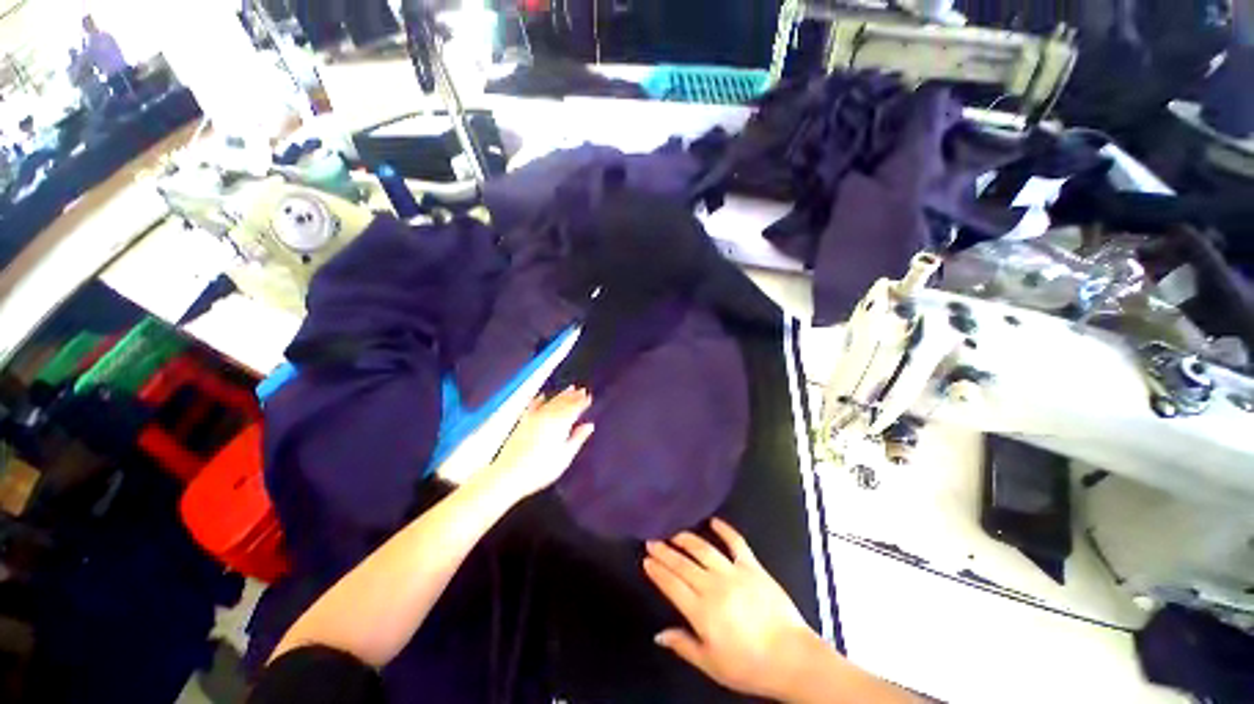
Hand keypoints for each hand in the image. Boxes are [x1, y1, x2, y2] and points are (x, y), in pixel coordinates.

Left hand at [485, 387, 593, 499]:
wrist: (508, 474)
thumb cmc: (540, 469)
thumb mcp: (564, 457)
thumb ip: (577, 439)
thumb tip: (589, 426)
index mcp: (560, 425)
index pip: (574, 409)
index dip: (582, 402)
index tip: (589, 396)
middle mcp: (547, 417)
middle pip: (563, 403)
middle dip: (573, 396)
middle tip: (582, 389)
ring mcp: (533, 418)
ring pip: (550, 402)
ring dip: (561, 395)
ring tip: (570, 388)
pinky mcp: (523, 422)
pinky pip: (533, 406)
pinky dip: (539, 400)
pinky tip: (542, 396)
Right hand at [644, 518, 818, 700]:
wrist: (790, 657)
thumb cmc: (749, 666)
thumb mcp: (712, 665)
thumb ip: (683, 645)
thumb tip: (659, 635)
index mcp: (701, 611)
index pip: (672, 585)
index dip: (657, 572)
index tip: (646, 560)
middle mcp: (713, 586)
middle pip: (683, 565)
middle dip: (665, 552)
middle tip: (652, 540)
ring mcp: (733, 572)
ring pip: (704, 549)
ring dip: (686, 539)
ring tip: (674, 532)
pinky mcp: (752, 566)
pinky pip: (736, 542)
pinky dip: (725, 530)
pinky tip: (714, 521)